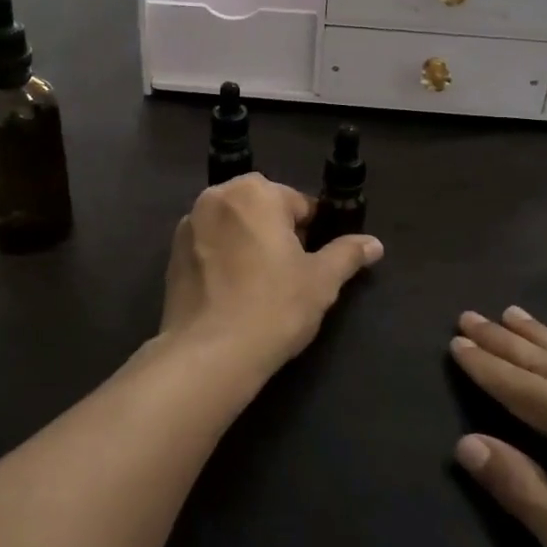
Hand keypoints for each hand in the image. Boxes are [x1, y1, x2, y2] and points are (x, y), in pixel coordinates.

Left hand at [158, 174, 382, 385]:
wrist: (209, 354)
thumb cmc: (274, 307)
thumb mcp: (322, 281)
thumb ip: (348, 254)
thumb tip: (375, 244)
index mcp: (255, 192)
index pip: (298, 203)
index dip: (312, 232)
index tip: (314, 263)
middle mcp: (216, 197)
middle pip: (261, 209)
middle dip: (277, 234)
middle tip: (290, 276)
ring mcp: (189, 224)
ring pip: (233, 227)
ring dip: (248, 244)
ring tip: (260, 287)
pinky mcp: (171, 254)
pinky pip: (209, 247)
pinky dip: (222, 260)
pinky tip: (232, 294)